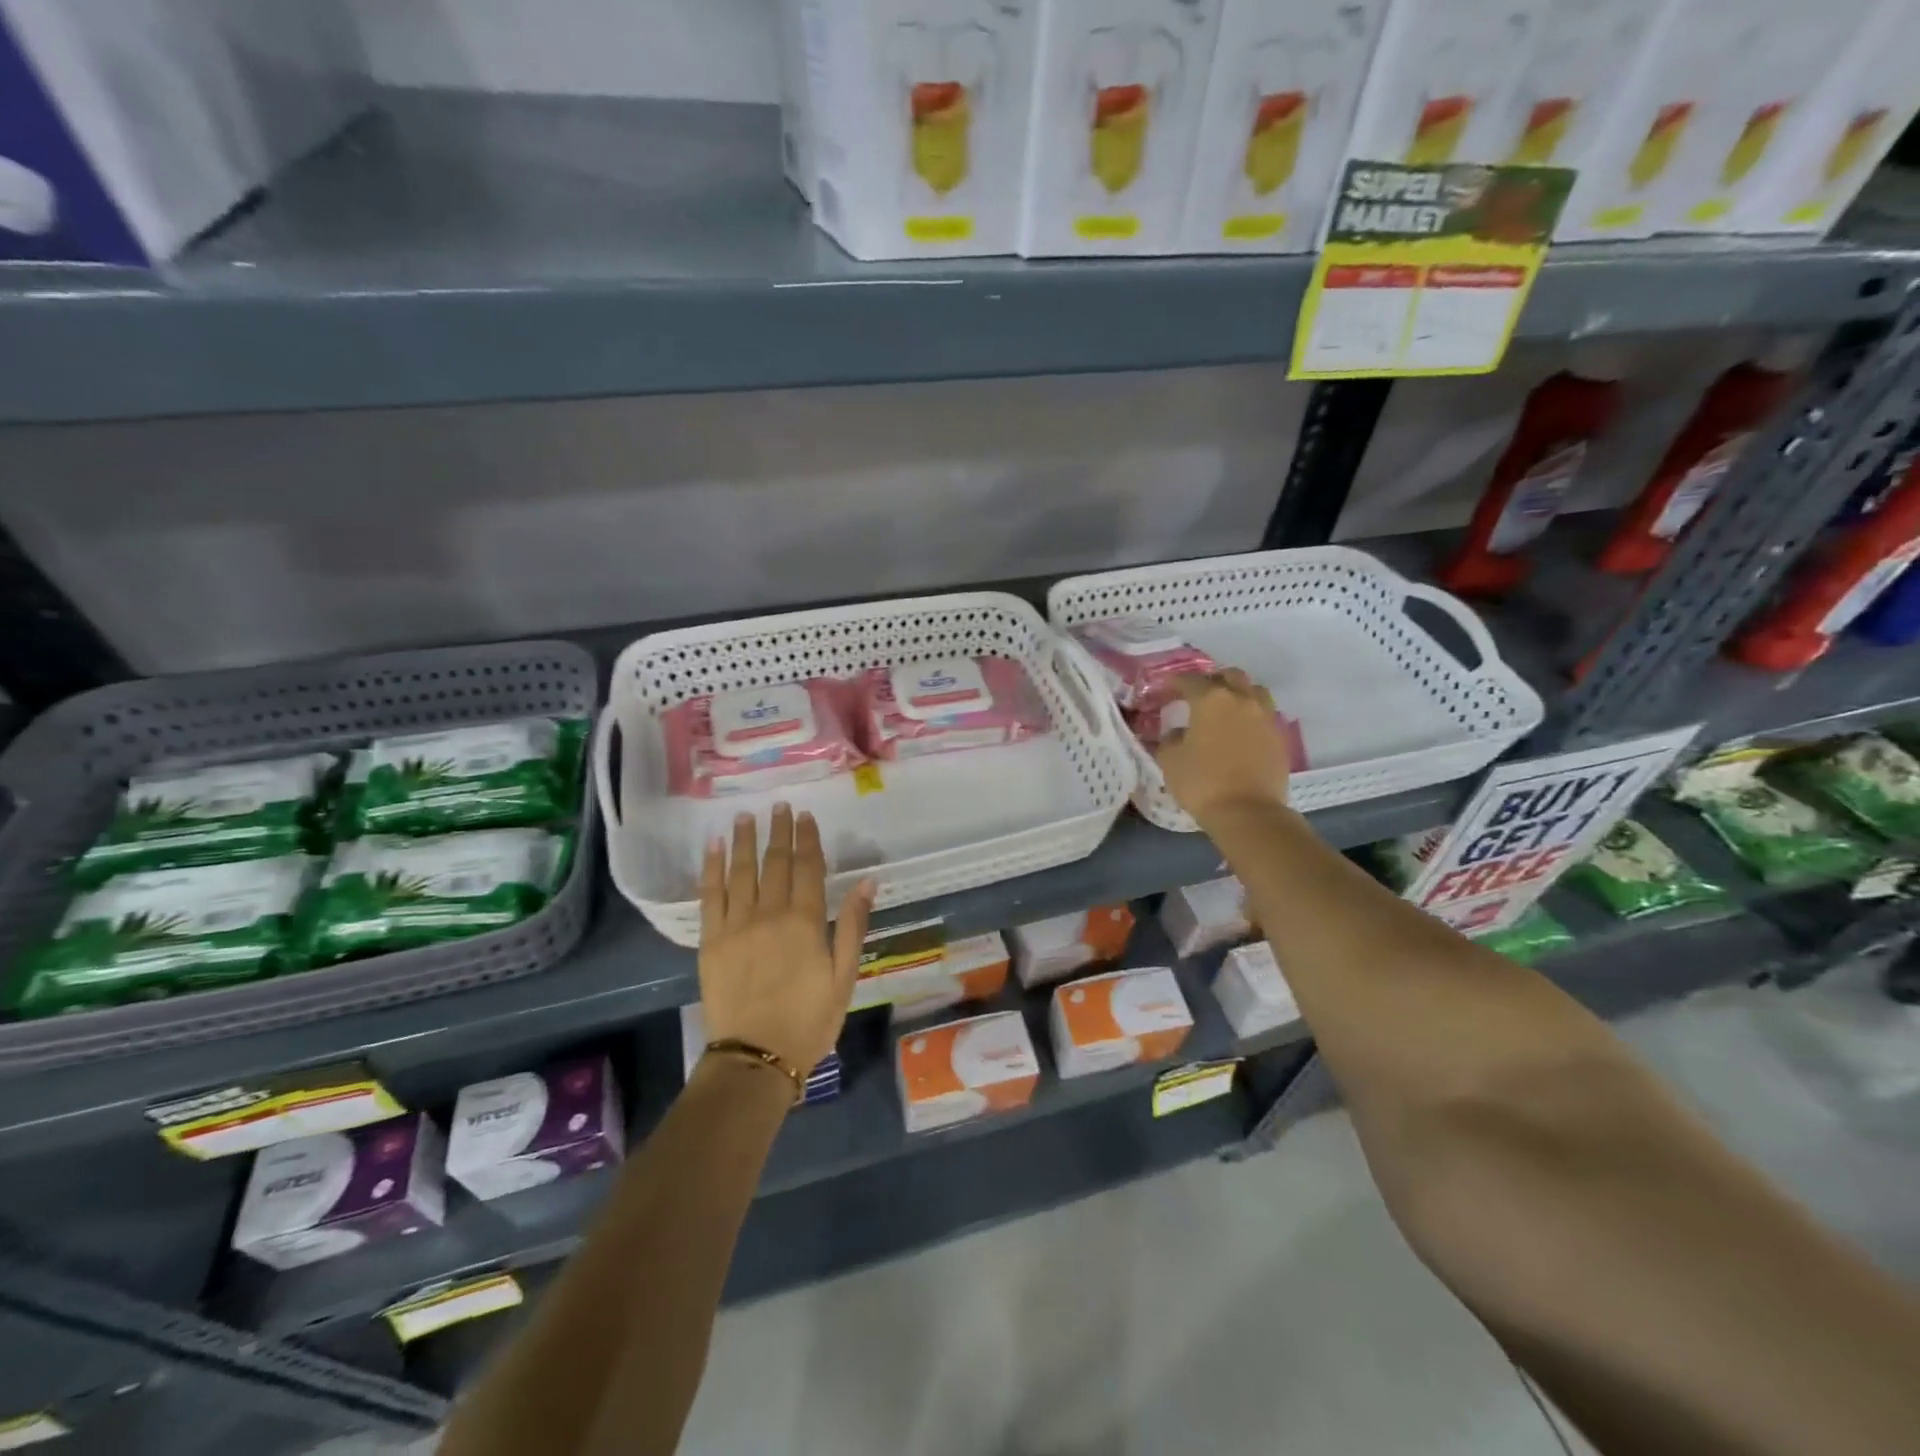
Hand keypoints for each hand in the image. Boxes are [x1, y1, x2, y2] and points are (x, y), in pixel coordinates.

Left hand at [699, 804, 874, 1077]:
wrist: (756, 1057)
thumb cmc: (809, 1019)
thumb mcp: (844, 977)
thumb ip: (852, 925)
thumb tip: (868, 881)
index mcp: (805, 922)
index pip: (807, 868)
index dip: (807, 839)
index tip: (805, 816)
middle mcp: (769, 914)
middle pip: (774, 863)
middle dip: (778, 832)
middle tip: (779, 806)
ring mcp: (736, 925)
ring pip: (741, 872)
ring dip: (744, 841)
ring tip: (746, 816)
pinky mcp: (711, 940)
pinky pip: (710, 896)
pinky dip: (711, 869)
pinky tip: (713, 848)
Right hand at [1154, 670, 1291, 825]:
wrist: (1248, 812)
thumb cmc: (1202, 783)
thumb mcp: (1170, 761)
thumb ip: (1169, 740)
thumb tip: (1176, 733)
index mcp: (1211, 700)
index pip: (1190, 681)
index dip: (1175, 682)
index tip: (1166, 688)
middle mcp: (1241, 699)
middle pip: (1229, 676)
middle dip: (1212, 680)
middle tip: (1198, 694)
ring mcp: (1265, 717)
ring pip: (1253, 690)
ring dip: (1238, 693)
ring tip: (1225, 708)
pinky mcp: (1279, 737)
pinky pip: (1264, 714)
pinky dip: (1250, 715)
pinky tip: (1240, 730)